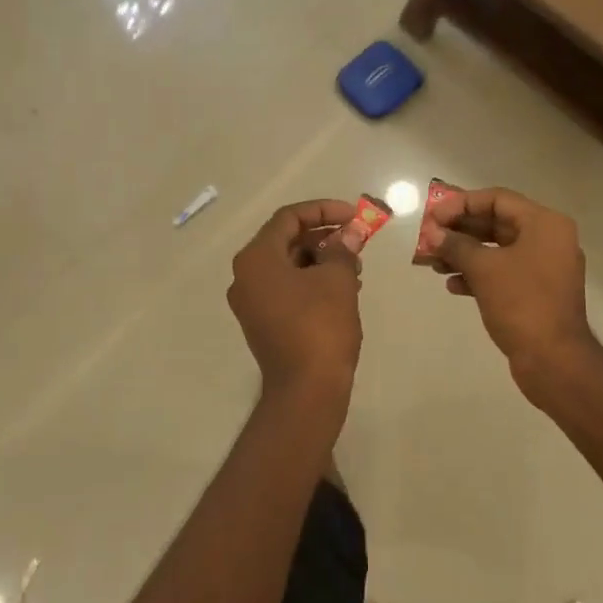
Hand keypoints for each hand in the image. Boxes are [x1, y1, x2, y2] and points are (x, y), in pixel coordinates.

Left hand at [226, 199, 363, 424]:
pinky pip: (286, 288)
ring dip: (321, 259)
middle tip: (357, 241)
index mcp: (257, 258)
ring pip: (288, 265)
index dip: (324, 210)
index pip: (289, 218)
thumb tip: (350, 234)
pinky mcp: (262, 322)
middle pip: (286, 240)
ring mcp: (251, 301)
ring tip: (355, 268)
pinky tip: (343, 289)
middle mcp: (246, 275)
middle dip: (324, 237)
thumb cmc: (320, 327)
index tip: (354, 216)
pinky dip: (312, 281)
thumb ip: (342, 249)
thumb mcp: (337, 280)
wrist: (306, 391)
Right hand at [430, 187, 598, 403]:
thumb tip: (432, 233)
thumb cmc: (522, 304)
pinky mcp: (537, 292)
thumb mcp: (484, 269)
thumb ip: (455, 245)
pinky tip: (452, 285)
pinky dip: (478, 274)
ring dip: (463, 254)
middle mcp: (548, 239)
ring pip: (496, 250)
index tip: (432, 217)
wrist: (555, 361)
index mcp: (544, 224)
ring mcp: (544, 267)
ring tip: (431, 263)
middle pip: (495, 223)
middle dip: (458, 231)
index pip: (496, 199)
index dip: (460, 205)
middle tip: (428, 238)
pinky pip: (503, 272)